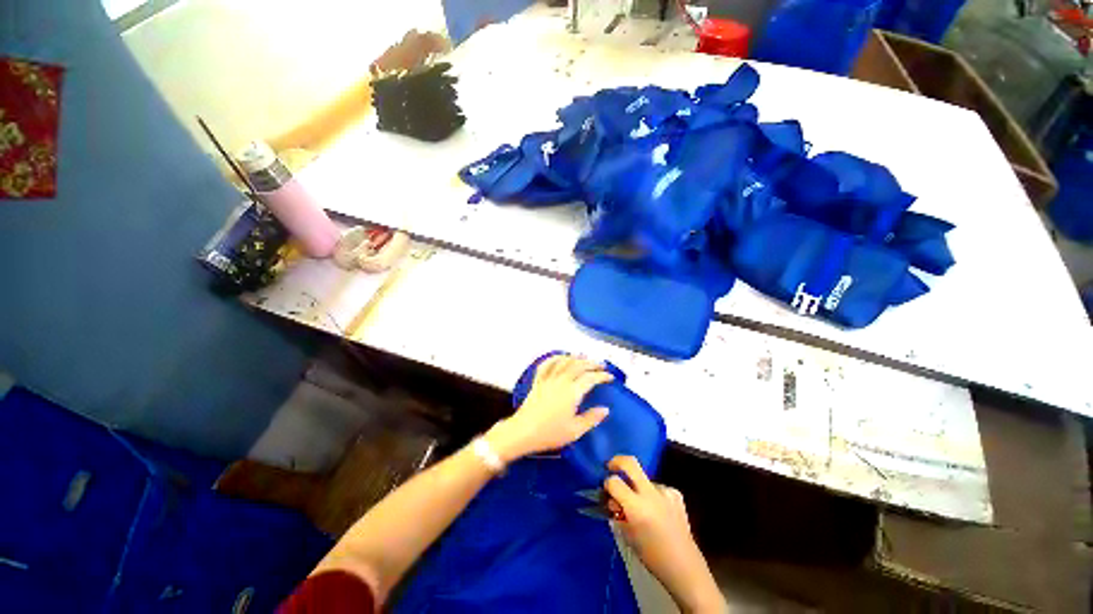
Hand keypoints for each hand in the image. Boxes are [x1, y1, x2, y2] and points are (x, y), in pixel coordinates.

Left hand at [486, 354, 612, 462]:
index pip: (590, 378)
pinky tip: (560, 357)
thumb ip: (591, 418)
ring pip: (563, 361)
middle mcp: (561, 381)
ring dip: (575, 357)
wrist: (523, 432)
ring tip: (584, 357)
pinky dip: (555, 358)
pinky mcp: (538, 380)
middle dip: (591, 363)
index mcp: (572, 392)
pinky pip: (547, 364)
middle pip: (578, 365)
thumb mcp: (575, 431)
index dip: (602, 376)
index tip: (610, 377)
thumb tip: (605, 409)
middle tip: (601, 365)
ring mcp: (548, 379)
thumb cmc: (550, 433)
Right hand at [605, 456, 723, 613]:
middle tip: (610, 466)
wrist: (684, 566)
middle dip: (617, 461)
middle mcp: (650, 493)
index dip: (607, 484)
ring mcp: (665, 491)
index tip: (607, 491)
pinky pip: (657, 488)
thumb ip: (618, 513)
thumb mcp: (627, 535)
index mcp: (636, 507)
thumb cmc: (651, 555)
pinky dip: (652, 495)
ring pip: (644, 479)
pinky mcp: (676, 494)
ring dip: (638, 487)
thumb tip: (613, 500)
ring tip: (641, 505)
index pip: (614, 482)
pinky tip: (656, 509)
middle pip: (630, 463)